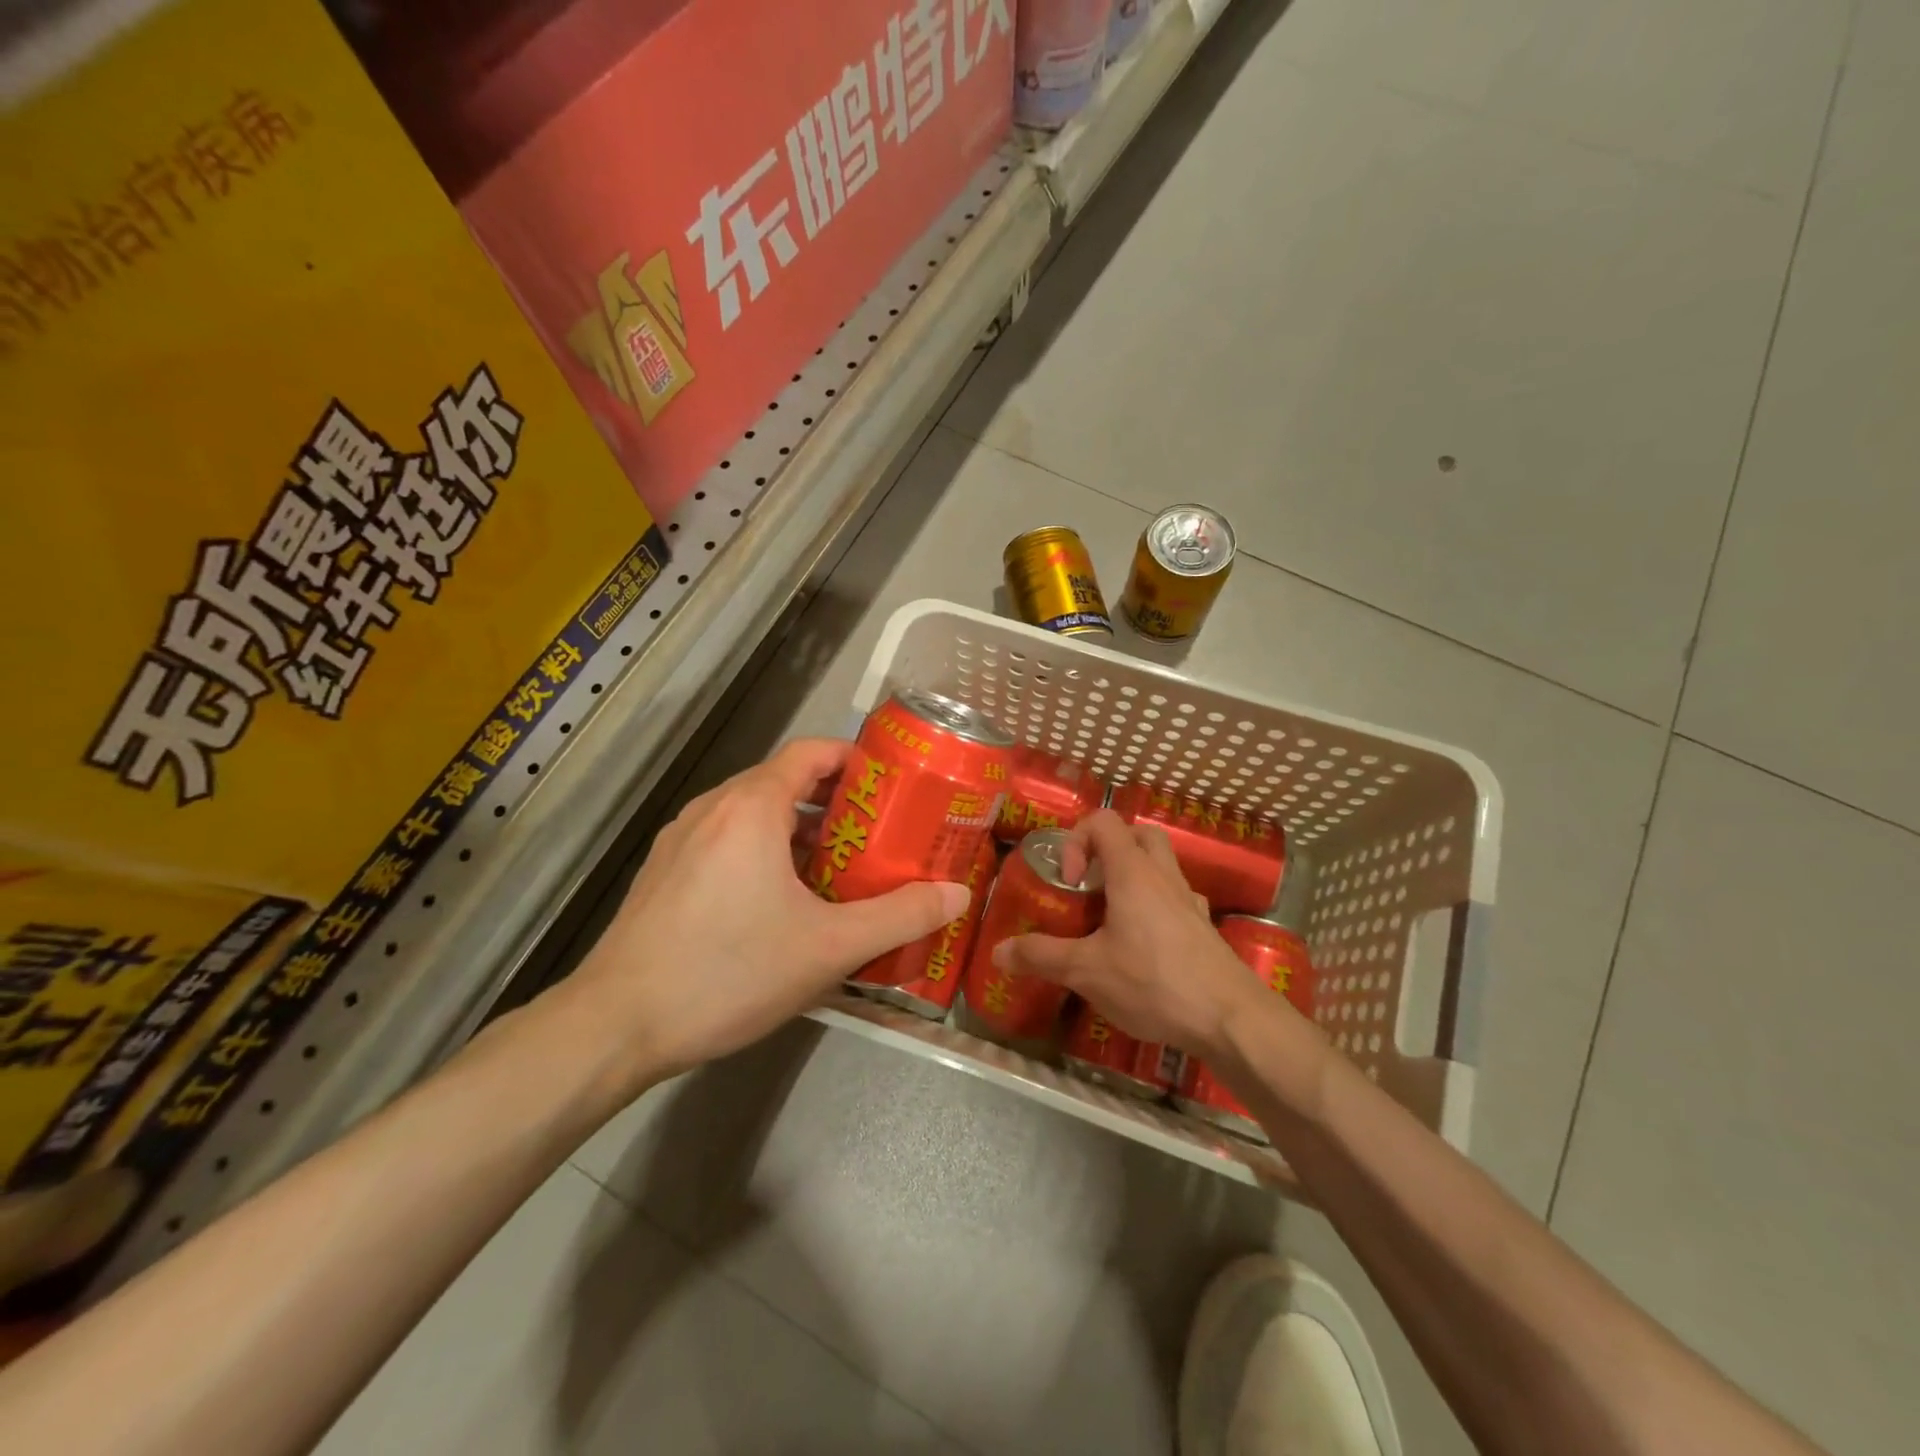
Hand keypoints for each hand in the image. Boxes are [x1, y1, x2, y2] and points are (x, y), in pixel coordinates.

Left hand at [573, 738, 970, 1080]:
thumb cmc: (729, 972)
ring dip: (798, 831)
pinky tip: (781, 902)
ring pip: (753, 814)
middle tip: (878, 834)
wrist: (615, 1025)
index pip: (810, 752)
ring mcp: (681, 839)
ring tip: (838, 869)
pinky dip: (763, 851)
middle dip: (835, 802)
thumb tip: (958, 895)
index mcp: (751, 807)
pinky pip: (726, 841)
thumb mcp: (829, 948)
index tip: (891, 784)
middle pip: (783, 781)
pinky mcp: (664, 872)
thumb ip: (900, 916)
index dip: (854, 759)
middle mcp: (713, 808)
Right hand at [994, 809, 1270, 1056]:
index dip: (1076, 840)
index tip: (1069, 881)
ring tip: (1111, 918)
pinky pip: (1176, 899)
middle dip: (1108, 851)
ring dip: (1133, 878)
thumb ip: (1041, 956)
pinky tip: (1144, 945)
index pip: (1103, 821)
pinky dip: (1155, 907)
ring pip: (1161, 865)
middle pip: (1138, 835)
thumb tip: (998, 952)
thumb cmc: (1153, 982)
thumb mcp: (1087, 971)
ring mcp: (1189, 901)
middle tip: (1090, 888)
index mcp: (1133, 872)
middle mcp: (1163, 876)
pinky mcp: (1204, 928)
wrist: (1230, 1019)